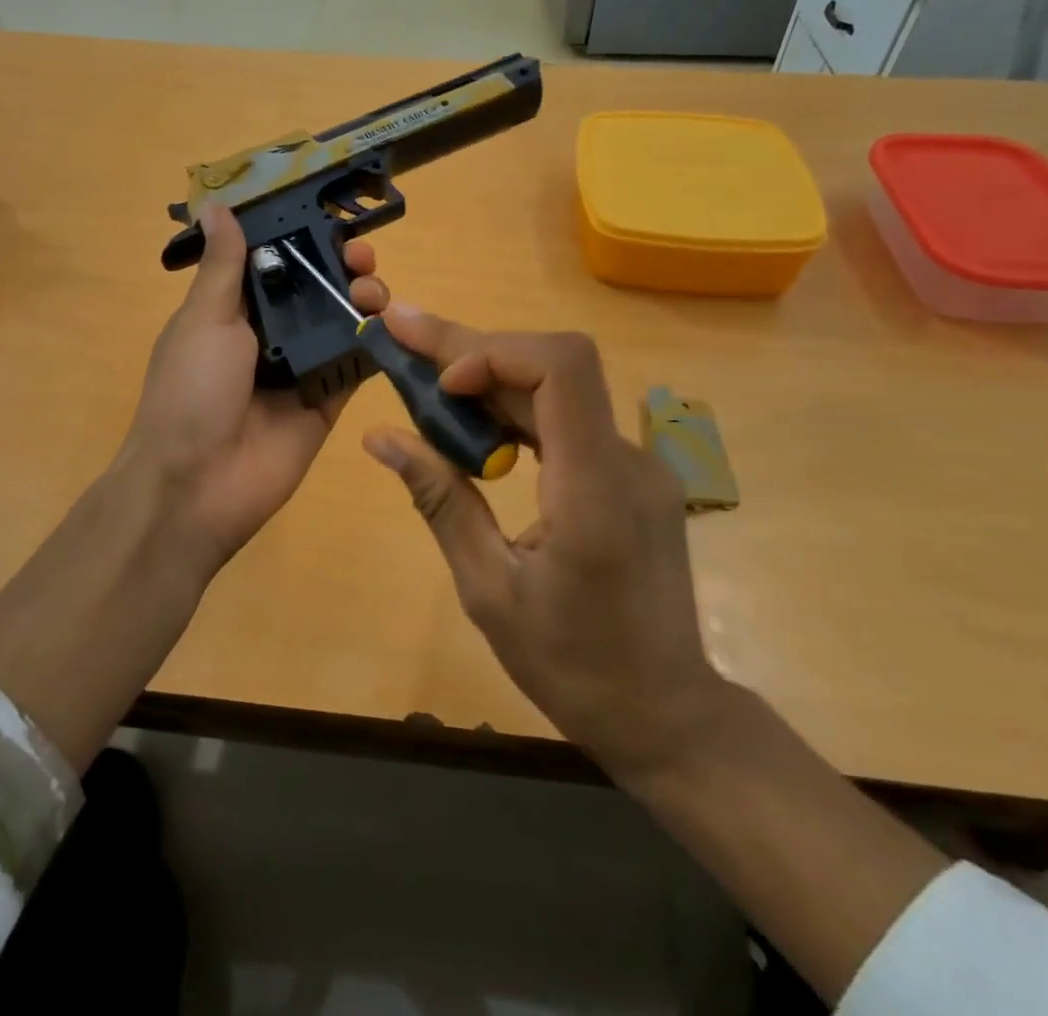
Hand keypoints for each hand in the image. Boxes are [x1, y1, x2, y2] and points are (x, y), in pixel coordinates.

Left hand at [122, 203, 386, 576]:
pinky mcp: (328, 401)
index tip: (330, 221)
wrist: (197, 484)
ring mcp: (301, 369)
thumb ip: (224, 266)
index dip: (302, 238)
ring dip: (362, 298)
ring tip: (373, 289)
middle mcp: (270, 334)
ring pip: (340, 323)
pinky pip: (356, 365)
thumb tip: (216, 205)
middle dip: (341, 267)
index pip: (274, 262)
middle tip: (361, 258)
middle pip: (315, 289)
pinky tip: (391, 323)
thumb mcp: (204, 320)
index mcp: (233, 310)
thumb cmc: (191, 391)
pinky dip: (376, 343)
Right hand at [361, 308, 726, 786]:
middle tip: (404, 334)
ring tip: (425, 376)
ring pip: (560, 387)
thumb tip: (381, 437)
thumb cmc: (572, 667)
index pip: (563, 369)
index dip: (496, 352)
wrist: (666, 712)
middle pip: (554, 366)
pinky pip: (570, 419)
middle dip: (473, 350)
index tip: (442, 383)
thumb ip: (441, 501)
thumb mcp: (488, 590)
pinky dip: (517, 409)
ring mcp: (637, 463)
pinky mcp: (632, 474)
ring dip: (491, 376)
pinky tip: (475, 422)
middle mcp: (627, 459)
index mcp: (594, 489)